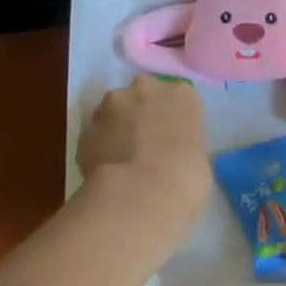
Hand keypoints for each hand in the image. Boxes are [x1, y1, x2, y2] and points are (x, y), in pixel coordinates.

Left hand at [77, 76, 211, 236]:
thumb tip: (174, 154)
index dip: (176, 120)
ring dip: (119, 128)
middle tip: (149, 146)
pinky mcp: (85, 129)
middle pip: (144, 95)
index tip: (176, 140)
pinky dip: (101, 147)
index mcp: (182, 95)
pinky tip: (109, 171)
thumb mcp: (200, 160)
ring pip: (115, 111)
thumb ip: (185, 146)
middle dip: (144, 115)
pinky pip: (97, 135)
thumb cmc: (186, 180)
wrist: (140, 196)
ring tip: (125, 161)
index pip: (180, 98)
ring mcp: (110, 106)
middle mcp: (145, 89)